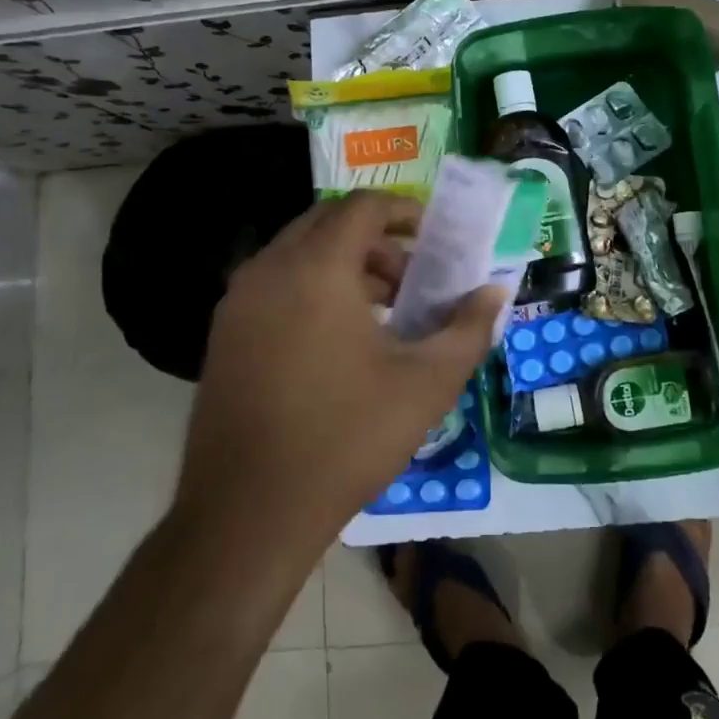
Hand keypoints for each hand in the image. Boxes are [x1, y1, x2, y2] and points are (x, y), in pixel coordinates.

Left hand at [179, 190, 503, 550]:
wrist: (248, 512)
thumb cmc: (347, 438)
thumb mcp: (427, 383)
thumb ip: (469, 328)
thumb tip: (495, 292)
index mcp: (317, 268)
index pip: (363, 206)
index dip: (404, 211)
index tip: (434, 236)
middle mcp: (270, 269)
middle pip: (328, 222)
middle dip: (376, 237)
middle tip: (412, 274)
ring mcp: (238, 302)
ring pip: (299, 253)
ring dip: (344, 263)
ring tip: (384, 310)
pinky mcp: (223, 334)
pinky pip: (275, 284)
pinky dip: (313, 286)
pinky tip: (339, 339)